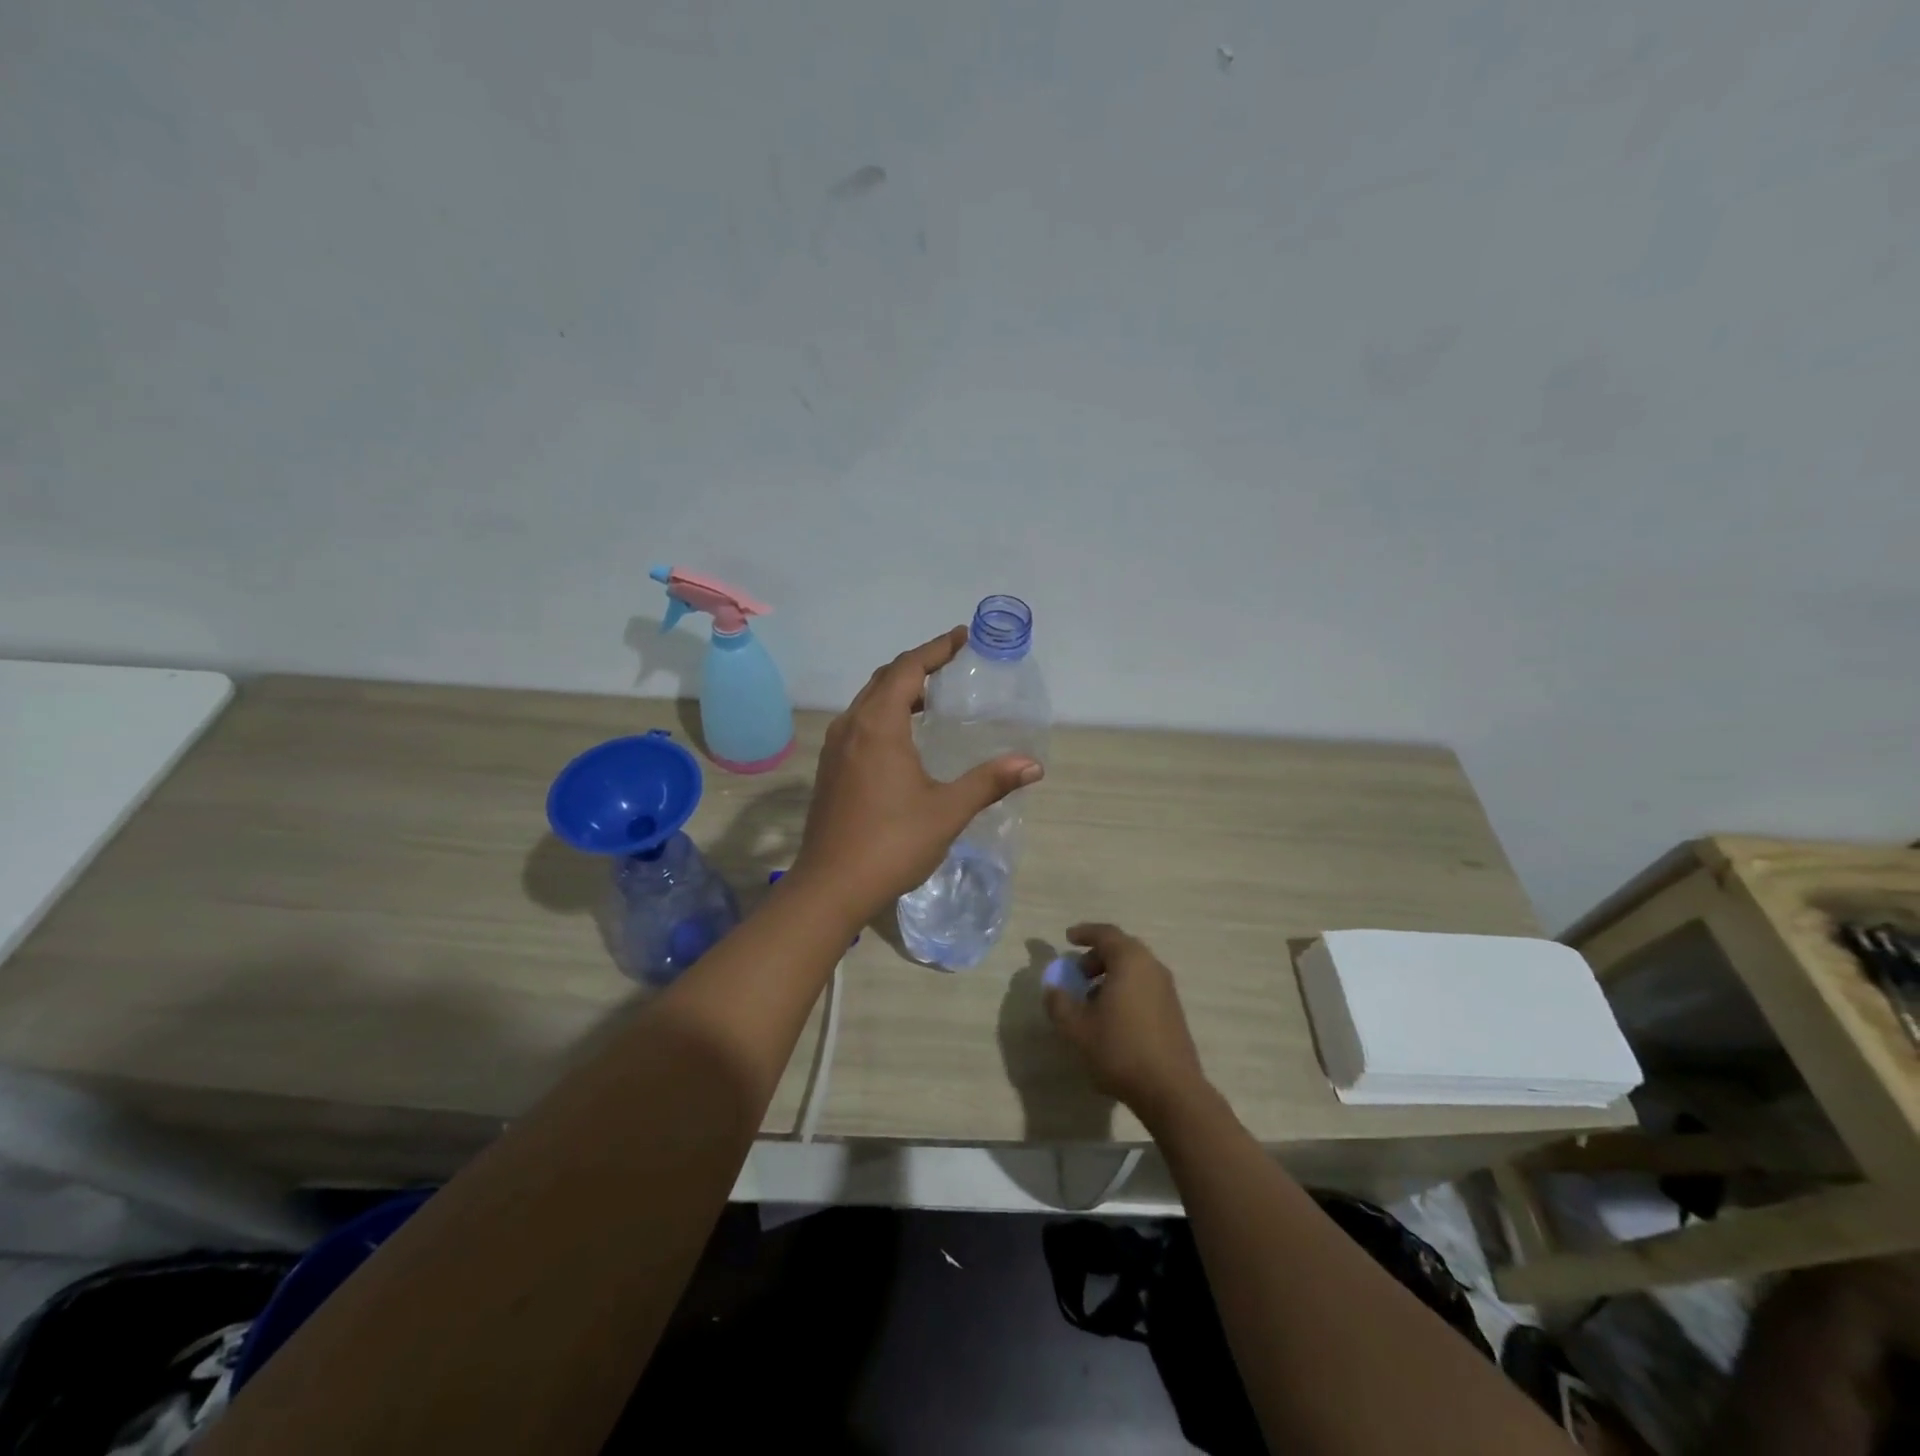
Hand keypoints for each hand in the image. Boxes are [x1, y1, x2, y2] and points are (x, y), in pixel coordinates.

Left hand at [790, 626, 1041, 925]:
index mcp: (878, 725)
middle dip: (918, 665)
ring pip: (868, 701)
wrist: (830, 886)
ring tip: (932, 697)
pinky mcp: (829, 769)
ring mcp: (835, 748)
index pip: (908, 669)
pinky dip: (884, 713)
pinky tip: (904, 737)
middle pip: (884, 678)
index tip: (962, 637)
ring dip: (898, 690)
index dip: (936, 648)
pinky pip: (859, 723)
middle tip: (952, 664)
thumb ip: (989, 781)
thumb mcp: (947, 810)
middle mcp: (851, 726)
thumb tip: (1032, 765)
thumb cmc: (892, 843)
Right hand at [1044, 923, 1210, 1122]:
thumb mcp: (1076, 1028)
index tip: (1068, 938)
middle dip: (1096, 957)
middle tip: (1077, 974)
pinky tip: (1112, 1018)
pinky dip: (1125, 990)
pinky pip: (1144, 987)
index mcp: (1130, 961)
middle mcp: (1152, 968)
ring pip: (1134, 970)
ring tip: (1091, 1000)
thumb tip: (1053, 989)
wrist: (1170, 1090)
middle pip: (1122, 949)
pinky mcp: (1173, 1012)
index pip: (1106, 934)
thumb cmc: (1119, 1049)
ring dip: (1111, 976)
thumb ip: (1059, 1003)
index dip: (1084, 933)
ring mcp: (1167, 990)